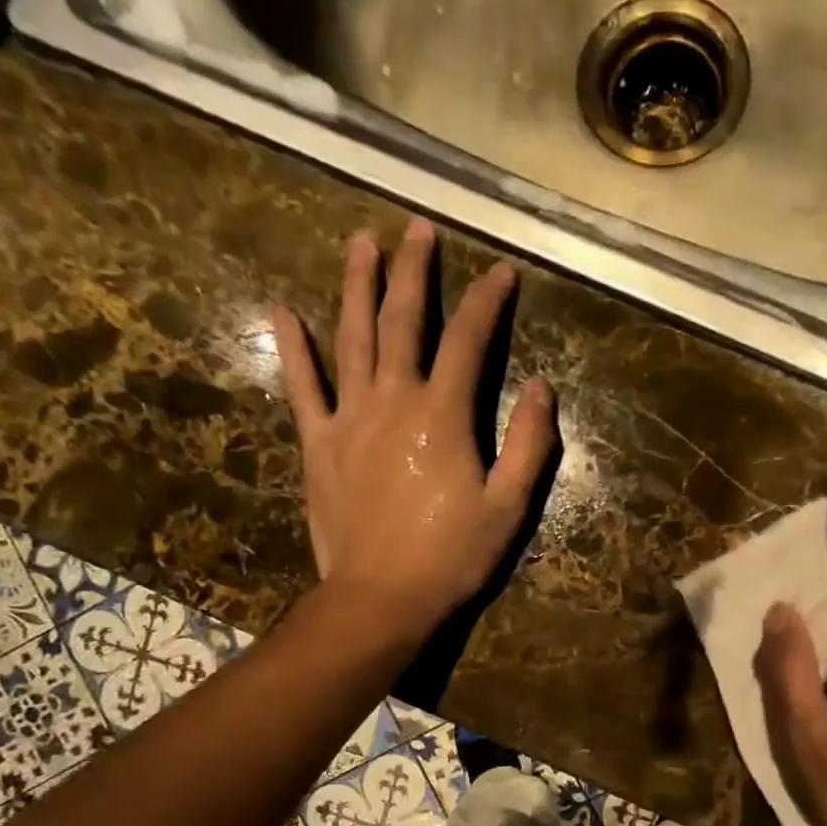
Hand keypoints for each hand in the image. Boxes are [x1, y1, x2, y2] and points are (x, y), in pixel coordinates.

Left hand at [273, 219, 556, 632]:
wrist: (382, 596)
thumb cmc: (452, 556)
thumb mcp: (509, 507)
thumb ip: (530, 444)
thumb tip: (543, 388)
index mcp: (444, 414)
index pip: (470, 341)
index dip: (489, 303)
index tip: (502, 273)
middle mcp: (394, 400)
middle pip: (404, 321)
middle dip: (415, 271)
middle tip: (418, 229)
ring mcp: (349, 418)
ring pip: (352, 338)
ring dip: (357, 287)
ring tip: (362, 243)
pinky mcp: (319, 443)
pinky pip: (302, 387)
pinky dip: (293, 348)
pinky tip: (283, 312)